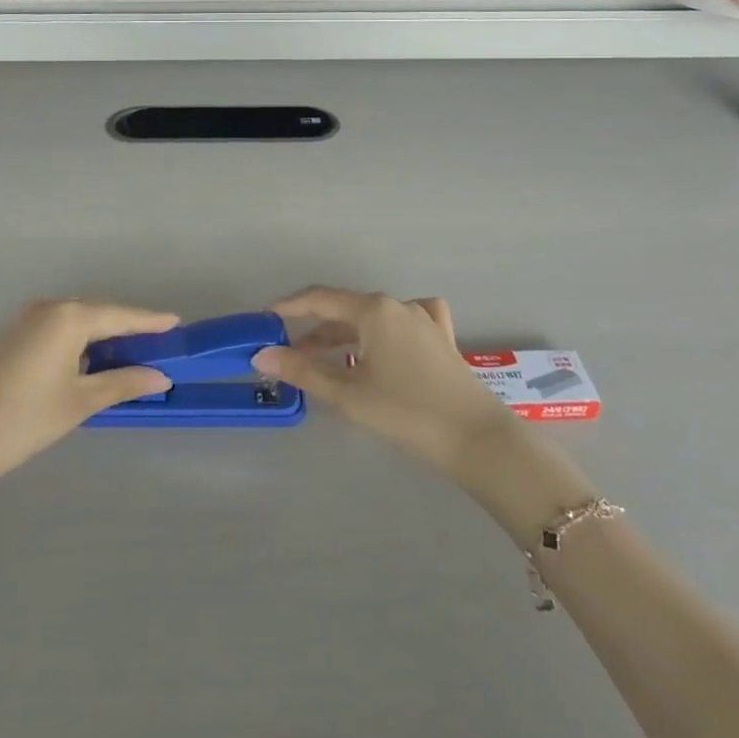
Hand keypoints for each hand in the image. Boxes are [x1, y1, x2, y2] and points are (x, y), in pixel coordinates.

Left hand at [0, 301, 177, 502]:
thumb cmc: (23, 419)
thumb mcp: (80, 402)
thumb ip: (123, 383)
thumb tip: (160, 377)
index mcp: (69, 316)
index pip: (121, 315)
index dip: (150, 322)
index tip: (177, 324)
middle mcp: (49, 308)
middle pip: (99, 314)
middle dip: (128, 330)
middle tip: (157, 346)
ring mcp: (26, 320)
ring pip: (77, 322)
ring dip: (103, 337)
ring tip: (130, 357)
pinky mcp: (12, 337)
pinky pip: (58, 330)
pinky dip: (80, 343)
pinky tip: (90, 363)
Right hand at [252, 288, 518, 476]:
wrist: (476, 438)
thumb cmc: (406, 412)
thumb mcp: (348, 394)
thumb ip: (302, 371)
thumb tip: (261, 355)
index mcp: (373, 309)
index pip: (319, 299)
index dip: (289, 307)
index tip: (264, 319)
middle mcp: (397, 304)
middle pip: (345, 310)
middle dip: (314, 331)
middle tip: (289, 355)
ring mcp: (423, 318)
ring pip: (371, 319)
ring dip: (344, 337)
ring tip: (324, 361)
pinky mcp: (440, 337)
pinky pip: (402, 323)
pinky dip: (382, 332)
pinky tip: (382, 343)